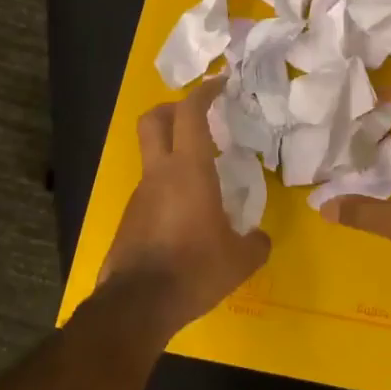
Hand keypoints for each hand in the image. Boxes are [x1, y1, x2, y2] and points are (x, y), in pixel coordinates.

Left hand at [101, 80, 270, 334]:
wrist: (138, 305)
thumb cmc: (195, 270)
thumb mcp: (241, 260)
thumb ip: (256, 242)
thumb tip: (260, 237)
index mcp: (188, 171)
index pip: (190, 114)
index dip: (204, 92)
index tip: (220, 83)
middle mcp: (159, 174)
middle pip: (153, 120)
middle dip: (173, 108)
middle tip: (199, 116)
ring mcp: (139, 196)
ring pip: (152, 158)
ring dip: (173, 155)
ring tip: (204, 180)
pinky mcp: (129, 220)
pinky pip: (151, 191)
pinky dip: (168, 189)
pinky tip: (187, 218)